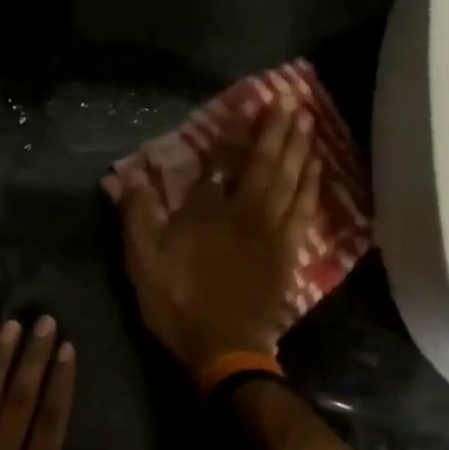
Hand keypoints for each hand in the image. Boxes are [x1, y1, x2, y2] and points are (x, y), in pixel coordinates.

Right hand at [120, 95, 319, 372]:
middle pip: (268, 164)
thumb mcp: (143, 261)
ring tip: (308, 122)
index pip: (223, 166)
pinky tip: (316, 171)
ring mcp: (275, 233)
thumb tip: (132, 177)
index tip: (245, 110)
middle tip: (291, 101)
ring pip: (293, 182)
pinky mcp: (289, 254)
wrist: (225, 349)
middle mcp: (249, 213)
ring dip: (301, 149)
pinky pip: (305, 210)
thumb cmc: (179, 302)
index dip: (233, 138)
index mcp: (213, 211)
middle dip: (279, 131)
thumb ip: (138, 215)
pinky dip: (312, 186)